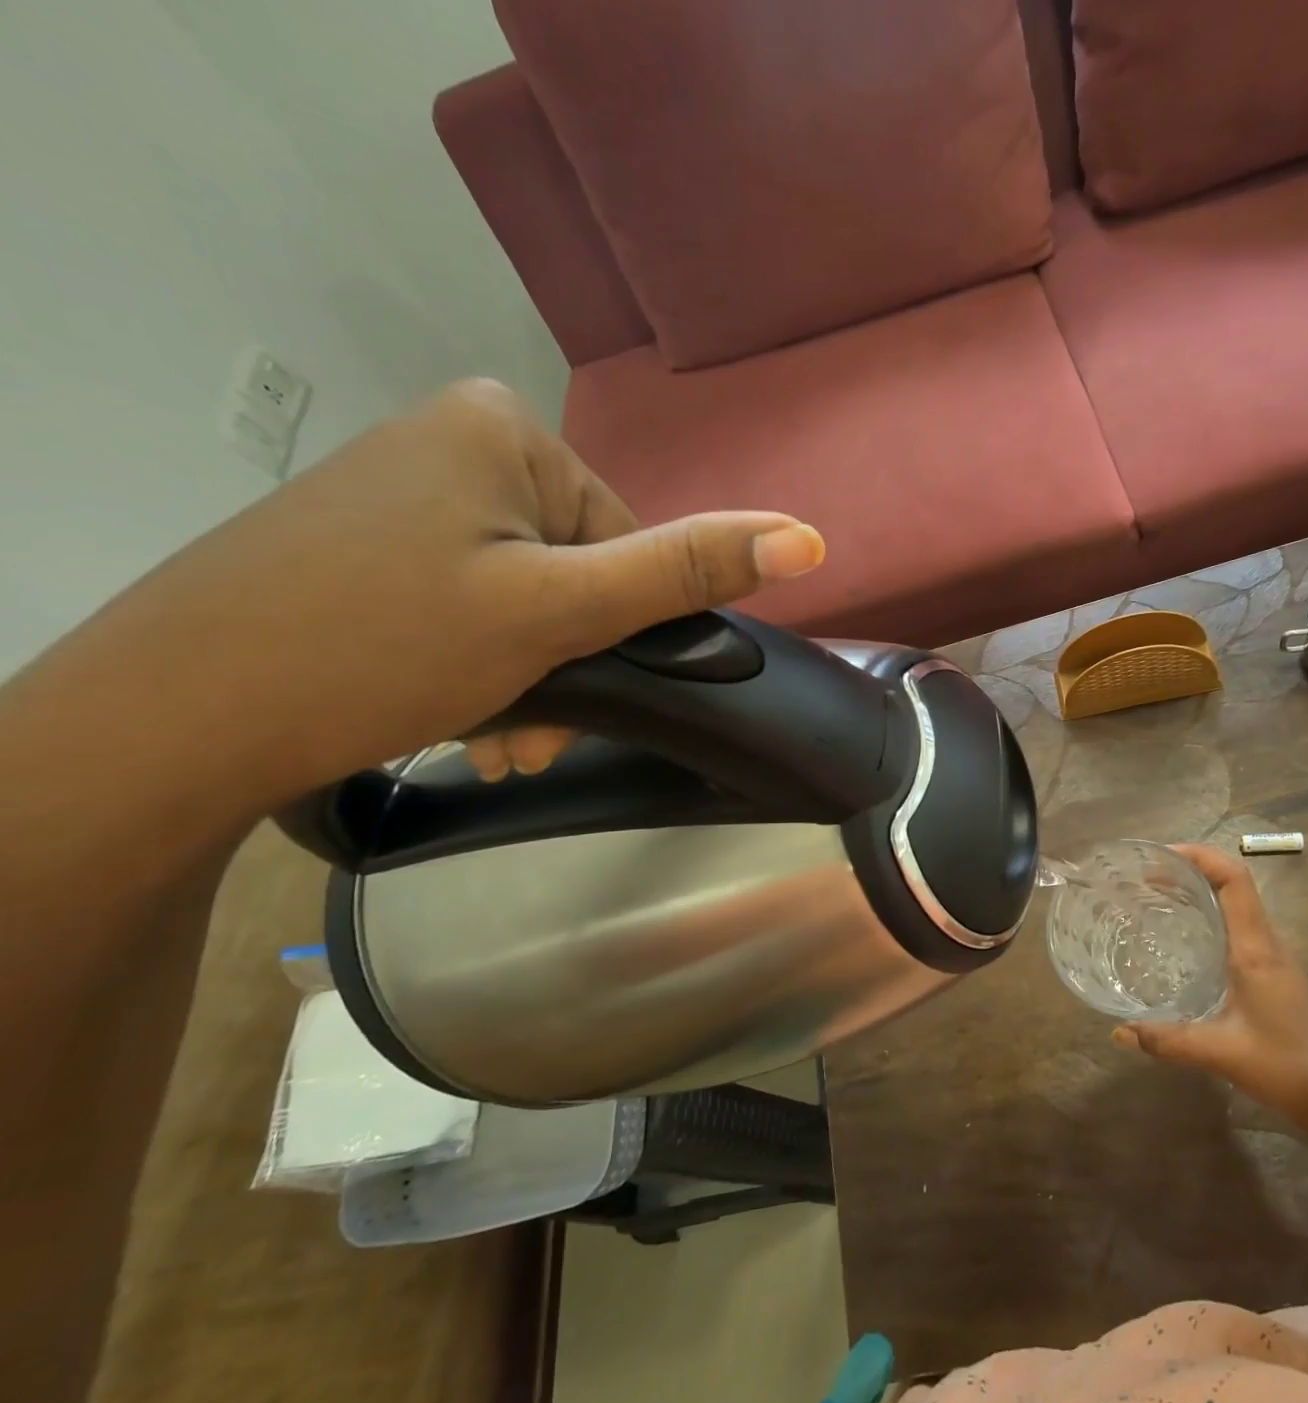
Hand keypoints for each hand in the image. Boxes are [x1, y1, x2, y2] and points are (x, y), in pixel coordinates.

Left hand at [124, 379, 823, 799]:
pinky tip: (462, 718)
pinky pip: (472, 602)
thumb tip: (808, 539)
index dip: (619, 623)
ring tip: (499, 740)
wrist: (173, 717)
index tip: (581, 685)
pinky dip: (483, 664)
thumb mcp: (561, 611)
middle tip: (534, 732)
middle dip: (571, 661)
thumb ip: (685, 571)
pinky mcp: (372, 542)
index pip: (627, 538)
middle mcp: (457, 441)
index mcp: (507, 431)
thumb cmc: (385, 647)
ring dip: (532, 677)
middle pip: (576, 570)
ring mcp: (408, 491)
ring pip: (526, 597)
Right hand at [1112, 844, 1307, 1128]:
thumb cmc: (1286, 1067)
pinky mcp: (1275, 972)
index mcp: (1256, 949)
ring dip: (1202, 891)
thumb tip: (1119, 1032)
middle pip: (1234, 883)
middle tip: (1147, 877)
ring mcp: (1275, 956)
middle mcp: (1267, 942)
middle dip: (1192, 870)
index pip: (1234, 880)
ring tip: (1158, 898)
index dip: (1200, 856)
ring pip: (1238, 904)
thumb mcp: (1220, 1053)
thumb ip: (1168, 1040)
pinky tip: (1187, 939)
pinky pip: (1240, 927)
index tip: (1161, 856)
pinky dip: (1211, 916)